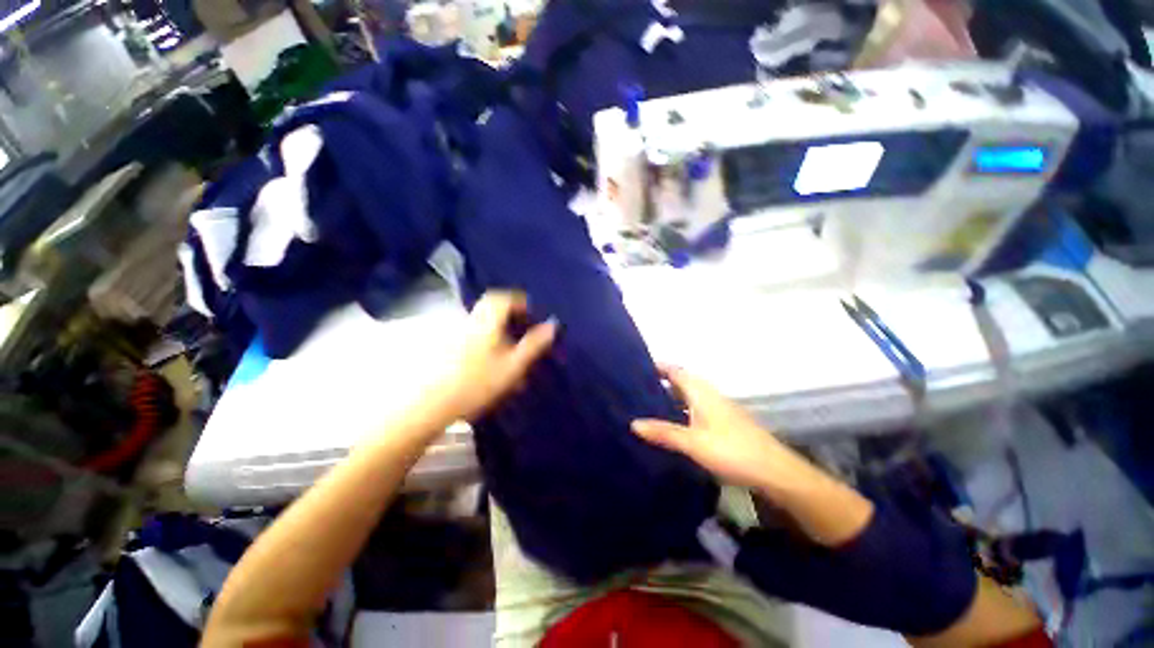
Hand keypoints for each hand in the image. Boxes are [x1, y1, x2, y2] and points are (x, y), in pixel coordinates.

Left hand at [430, 290, 556, 422]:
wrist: (432, 404)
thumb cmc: (478, 382)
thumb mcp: (513, 365)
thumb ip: (534, 344)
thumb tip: (552, 325)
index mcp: (487, 321)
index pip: (502, 298)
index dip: (518, 301)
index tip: (530, 311)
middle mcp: (469, 321)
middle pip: (490, 309)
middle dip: (508, 314)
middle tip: (521, 329)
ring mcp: (454, 333)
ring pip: (481, 323)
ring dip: (496, 329)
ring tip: (507, 351)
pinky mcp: (445, 347)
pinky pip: (471, 336)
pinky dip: (483, 341)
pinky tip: (488, 362)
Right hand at [631, 365, 794, 489]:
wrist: (775, 472)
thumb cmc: (732, 451)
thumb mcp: (693, 443)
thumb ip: (663, 432)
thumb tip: (633, 423)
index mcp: (701, 392)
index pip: (675, 370)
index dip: (658, 366)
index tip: (637, 368)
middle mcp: (709, 395)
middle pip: (681, 381)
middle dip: (660, 382)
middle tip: (636, 389)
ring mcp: (719, 408)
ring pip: (689, 396)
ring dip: (671, 397)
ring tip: (648, 406)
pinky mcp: (724, 422)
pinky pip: (696, 408)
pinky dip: (682, 410)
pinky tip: (674, 424)